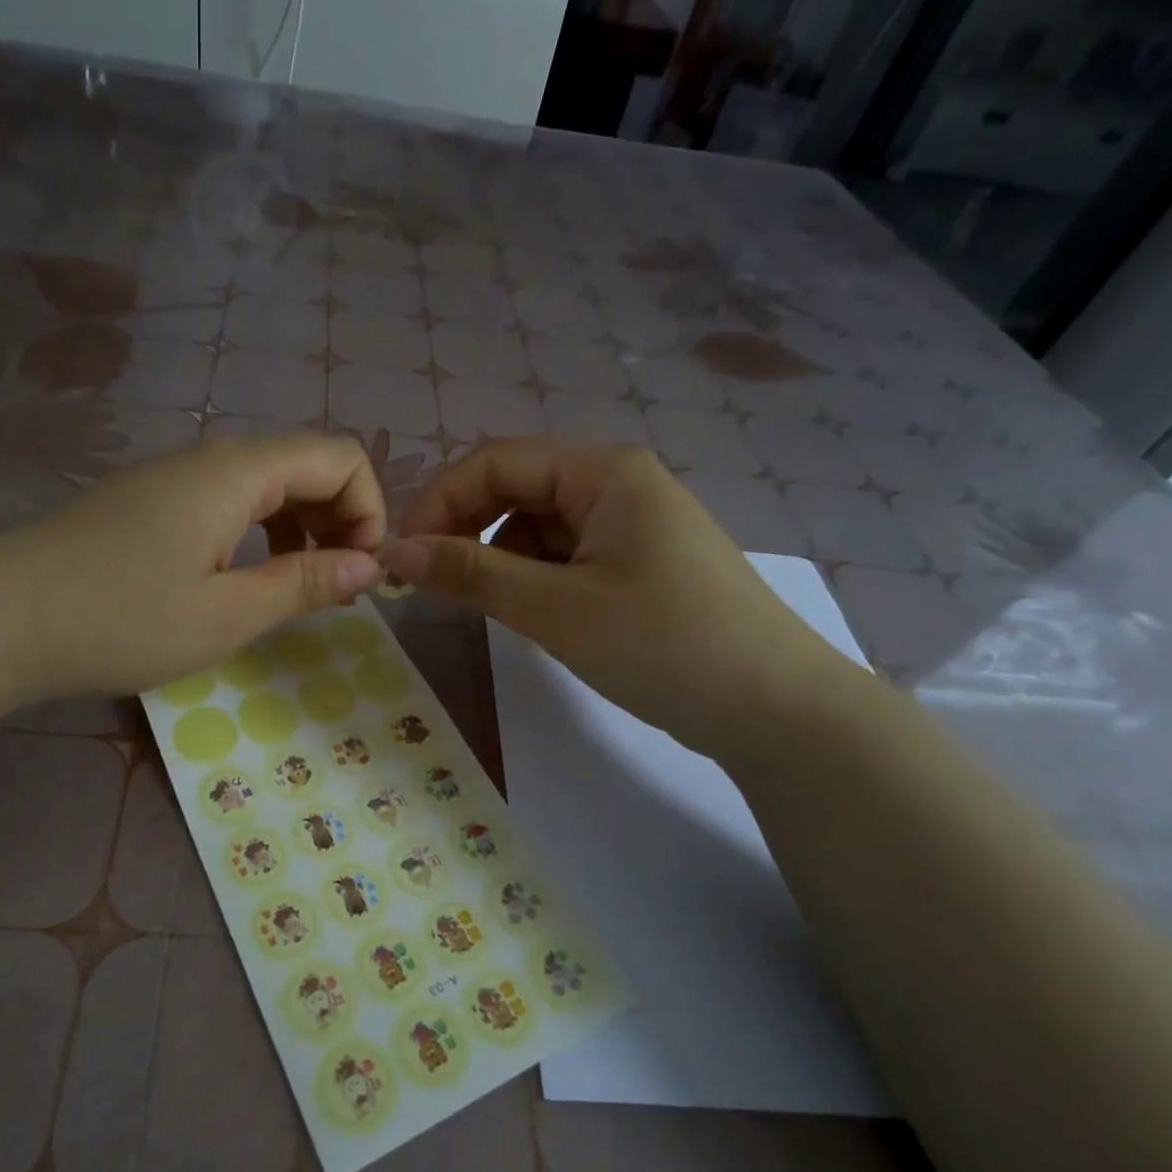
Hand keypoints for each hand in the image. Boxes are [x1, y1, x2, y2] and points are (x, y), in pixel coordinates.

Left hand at [0, 435, 384, 701]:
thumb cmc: (122, 620)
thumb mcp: (227, 614)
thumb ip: (305, 583)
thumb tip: (369, 566)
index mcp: (237, 473)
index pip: (339, 456)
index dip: (369, 509)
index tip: (361, 574)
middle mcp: (210, 459)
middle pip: (307, 465)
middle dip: (340, 520)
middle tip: (335, 589)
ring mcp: (175, 478)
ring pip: (268, 484)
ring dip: (302, 529)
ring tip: (297, 590)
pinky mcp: (151, 503)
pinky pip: (229, 502)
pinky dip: (261, 534)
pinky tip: (245, 580)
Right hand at [381, 438, 858, 765]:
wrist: (775, 709)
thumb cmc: (664, 645)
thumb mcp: (556, 609)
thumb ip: (471, 574)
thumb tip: (396, 551)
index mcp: (603, 470)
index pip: (495, 462)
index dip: (439, 501)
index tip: (400, 554)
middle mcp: (617, 482)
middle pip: (516, 488)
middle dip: (466, 529)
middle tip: (428, 582)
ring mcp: (632, 523)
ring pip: (538, 525)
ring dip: (499, 557)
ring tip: (487, 606)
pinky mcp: (638, 562)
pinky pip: (566, 554)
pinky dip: (534, 577)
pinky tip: (533, 614)